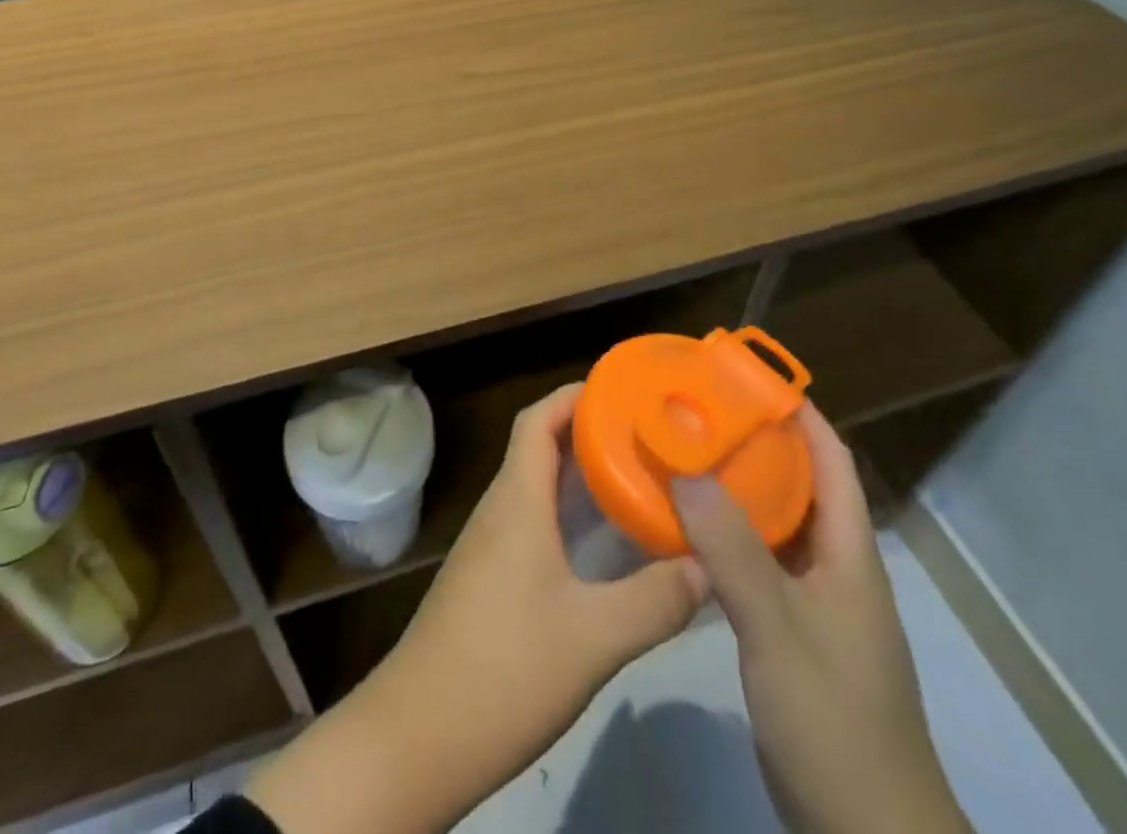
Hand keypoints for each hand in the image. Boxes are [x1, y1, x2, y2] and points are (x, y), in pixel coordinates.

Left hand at [250, 384, 705, 833]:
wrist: (419, 735)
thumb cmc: (504, 668)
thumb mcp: (593, 638)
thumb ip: (654, 600)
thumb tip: (707, 568)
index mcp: (517, 500)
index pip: (538, 420)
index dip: (574, 396)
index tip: (623, 391)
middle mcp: (501, 510)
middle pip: (541, 448)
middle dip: (590, 434)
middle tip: (648, 436)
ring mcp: (491, 546)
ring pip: (538, 489)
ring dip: (581, 478)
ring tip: (639, 481)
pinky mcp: (490, 580)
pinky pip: (534, 524)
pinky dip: (569, 518)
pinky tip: (605, 547)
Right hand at [673, 402, 971, 833]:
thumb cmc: (834, 719)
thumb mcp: (778, 629)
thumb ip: (733, 550)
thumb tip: (686, 471)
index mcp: (848, 553)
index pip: (830, 459)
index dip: (796, 412)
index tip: (743, 377)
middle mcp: (835, 568)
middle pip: (799, 484)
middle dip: (753, 443)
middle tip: (695, 412)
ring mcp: (815, 604)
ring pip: (775, 524)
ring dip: (736, 489)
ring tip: (682, 457)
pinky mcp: (792, 633)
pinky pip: (757, 562)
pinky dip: (726, 536)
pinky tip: (686, 531)